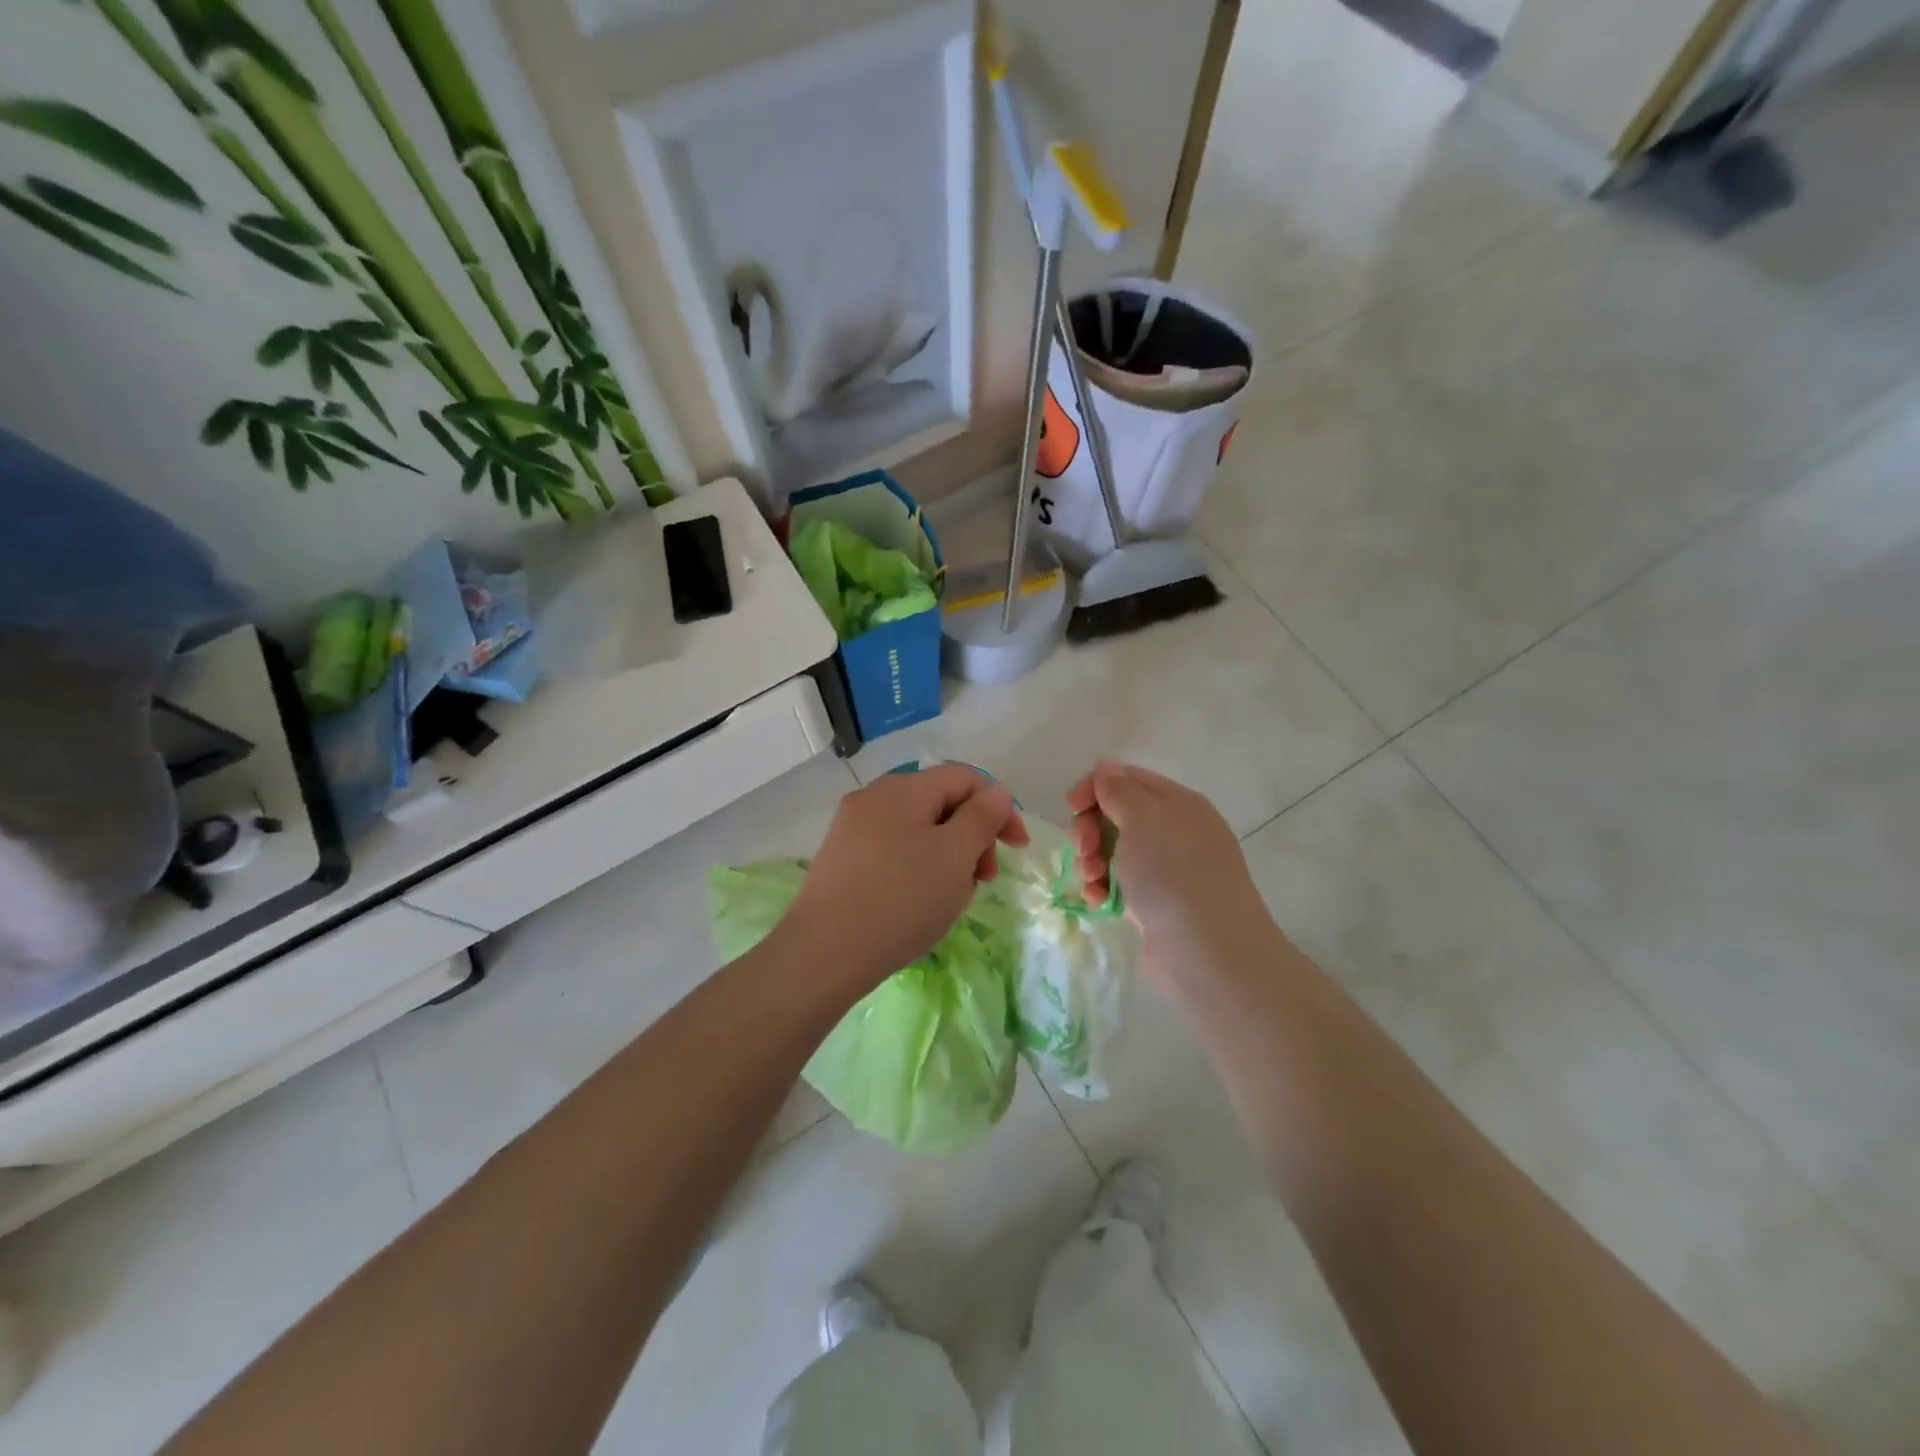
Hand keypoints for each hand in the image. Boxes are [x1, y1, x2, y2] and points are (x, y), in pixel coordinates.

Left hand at [785, 764, 1027, 988]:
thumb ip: (982, 817)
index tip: (1016, 849)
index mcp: (903, 788)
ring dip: (947, 857)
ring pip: (919, 831)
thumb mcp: (955, 855)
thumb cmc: (901, 899)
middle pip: (941, 803)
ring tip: (951, 898)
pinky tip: (919, 903)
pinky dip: (918, 869)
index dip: (999, 807)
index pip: (965, 778)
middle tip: (982, 881)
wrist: (824, 953)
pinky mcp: (842, 859)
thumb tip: (995, 792)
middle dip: (971, 836)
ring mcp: (852, 828)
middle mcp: (874, 797)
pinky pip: (894, 851)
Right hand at [1065, 761, 1272, 986]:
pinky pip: (1123, 884)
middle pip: (1119, 815)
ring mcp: (1170, 870)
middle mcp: (1178, 832)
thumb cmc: (1172, 874)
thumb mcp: (1142, 819)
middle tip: (1082, 848)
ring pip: (1117, 851)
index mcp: (1179, 804)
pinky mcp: (1160, 904)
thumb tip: (1107, 769)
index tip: (1070, 807)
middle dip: (1091, 828)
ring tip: (1091, 880)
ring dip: (1094, 860)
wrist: (1208, 953)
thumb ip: (1119, 790)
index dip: (1095, 787)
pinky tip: (1098, 901)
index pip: (1129, 778)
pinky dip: (1105, 888)